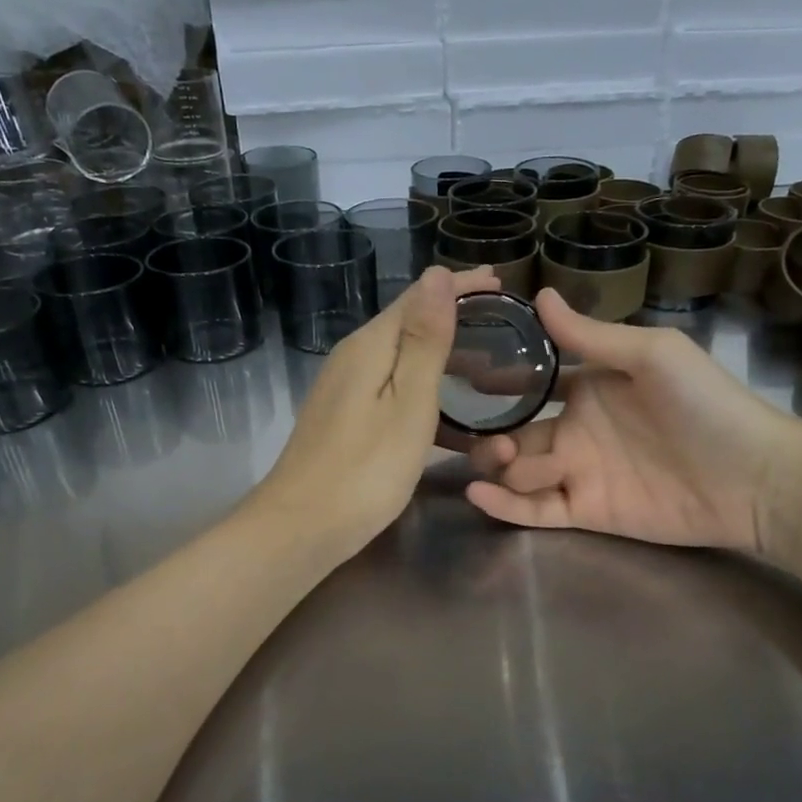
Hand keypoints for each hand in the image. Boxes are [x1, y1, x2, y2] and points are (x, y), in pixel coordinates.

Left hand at [253, 265, 500, 559]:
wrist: (301, 527)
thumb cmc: (365, 469)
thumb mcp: (408, 404)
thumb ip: (425, 341)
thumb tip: (437, 275)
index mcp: (370, 347)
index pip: (418, 298)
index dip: (458, 286)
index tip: (499, 279)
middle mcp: (352, 358)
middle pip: (407, 324)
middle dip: (452, 316)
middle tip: (500, 318)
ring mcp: (344, 390)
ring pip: (401, 358)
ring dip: (441, 354)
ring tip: (483, 363)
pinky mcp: (344, 419)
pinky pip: (392, 387)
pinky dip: (424, 387)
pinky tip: (445, 410)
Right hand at [464, 288, 801, 560]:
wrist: (755, 478)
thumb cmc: (706, 405)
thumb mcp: (651, 355)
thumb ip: (591, 335)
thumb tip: (540, 295)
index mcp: (590, 388)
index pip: (532, 385)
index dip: (499, 383)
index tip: (463, 376)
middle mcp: (578, 430)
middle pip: (516, 433)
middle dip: (491, 432)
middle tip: (478, 433)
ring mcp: (580, 474)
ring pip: (519, 471)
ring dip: (497, 465)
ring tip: (497, 458)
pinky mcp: (586, 512)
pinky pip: (536, 511)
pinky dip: (505, 506)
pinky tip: (480, 494)